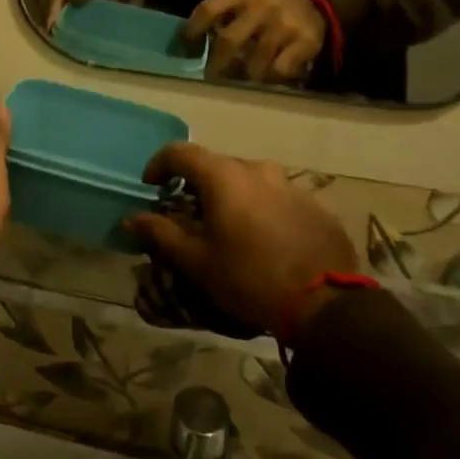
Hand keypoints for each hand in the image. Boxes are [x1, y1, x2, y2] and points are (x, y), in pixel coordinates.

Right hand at [123, 143, 356, 336]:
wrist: (327, 306)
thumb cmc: (250, 279)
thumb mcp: (198, 262)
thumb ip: (162, 234)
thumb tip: (132, 218)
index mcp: (224, 176)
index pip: (180, 152)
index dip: (160, 164)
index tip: (151, 186)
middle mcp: (257, 169)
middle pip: (216, 165)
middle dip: (198, 185)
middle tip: (190, 215)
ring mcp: (290, 184)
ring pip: (249, 180)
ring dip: (233, 196)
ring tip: (229, 228)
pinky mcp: (314, 205)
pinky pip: (277, 197)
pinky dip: (262, 209)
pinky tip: (264, 240)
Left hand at [186, 0, 324, 83]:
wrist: (313, 4)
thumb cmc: (265, 8)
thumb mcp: (243, 1)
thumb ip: (220, 17)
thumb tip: (190, 47)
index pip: (208, 9)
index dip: (193, 30)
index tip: (185, 50)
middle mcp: (262, 6)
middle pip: (229, 41)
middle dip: (217, 64)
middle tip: (212, 78)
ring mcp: (284, 24)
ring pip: (254, 62)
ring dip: (243, 76)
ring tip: (240, 82)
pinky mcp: (305, 42)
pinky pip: (279, 71)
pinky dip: (269, 80)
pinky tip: (267, 79)